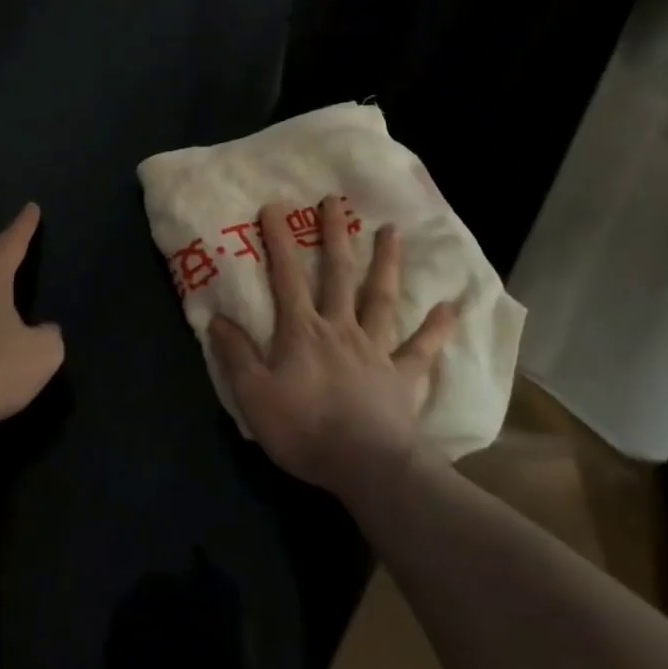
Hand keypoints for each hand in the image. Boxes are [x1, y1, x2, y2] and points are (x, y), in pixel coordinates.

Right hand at [208, 195, 455, 494]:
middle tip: (336, 201)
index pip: (287, 277)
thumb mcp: (254, 396)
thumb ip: (236, 355)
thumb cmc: (306, 430)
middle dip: (335, 235)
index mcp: (303, 331)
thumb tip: (216, 318)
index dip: (279, 240)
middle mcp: (341, 328)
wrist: (367, 468)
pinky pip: (422, 348)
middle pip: (339, 274)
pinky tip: (452, 307)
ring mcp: (376, 349)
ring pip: (381, 297)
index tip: (275, 205)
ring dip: (387, 262)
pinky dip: (437, 327)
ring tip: (393, 230)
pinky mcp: (403, 376)